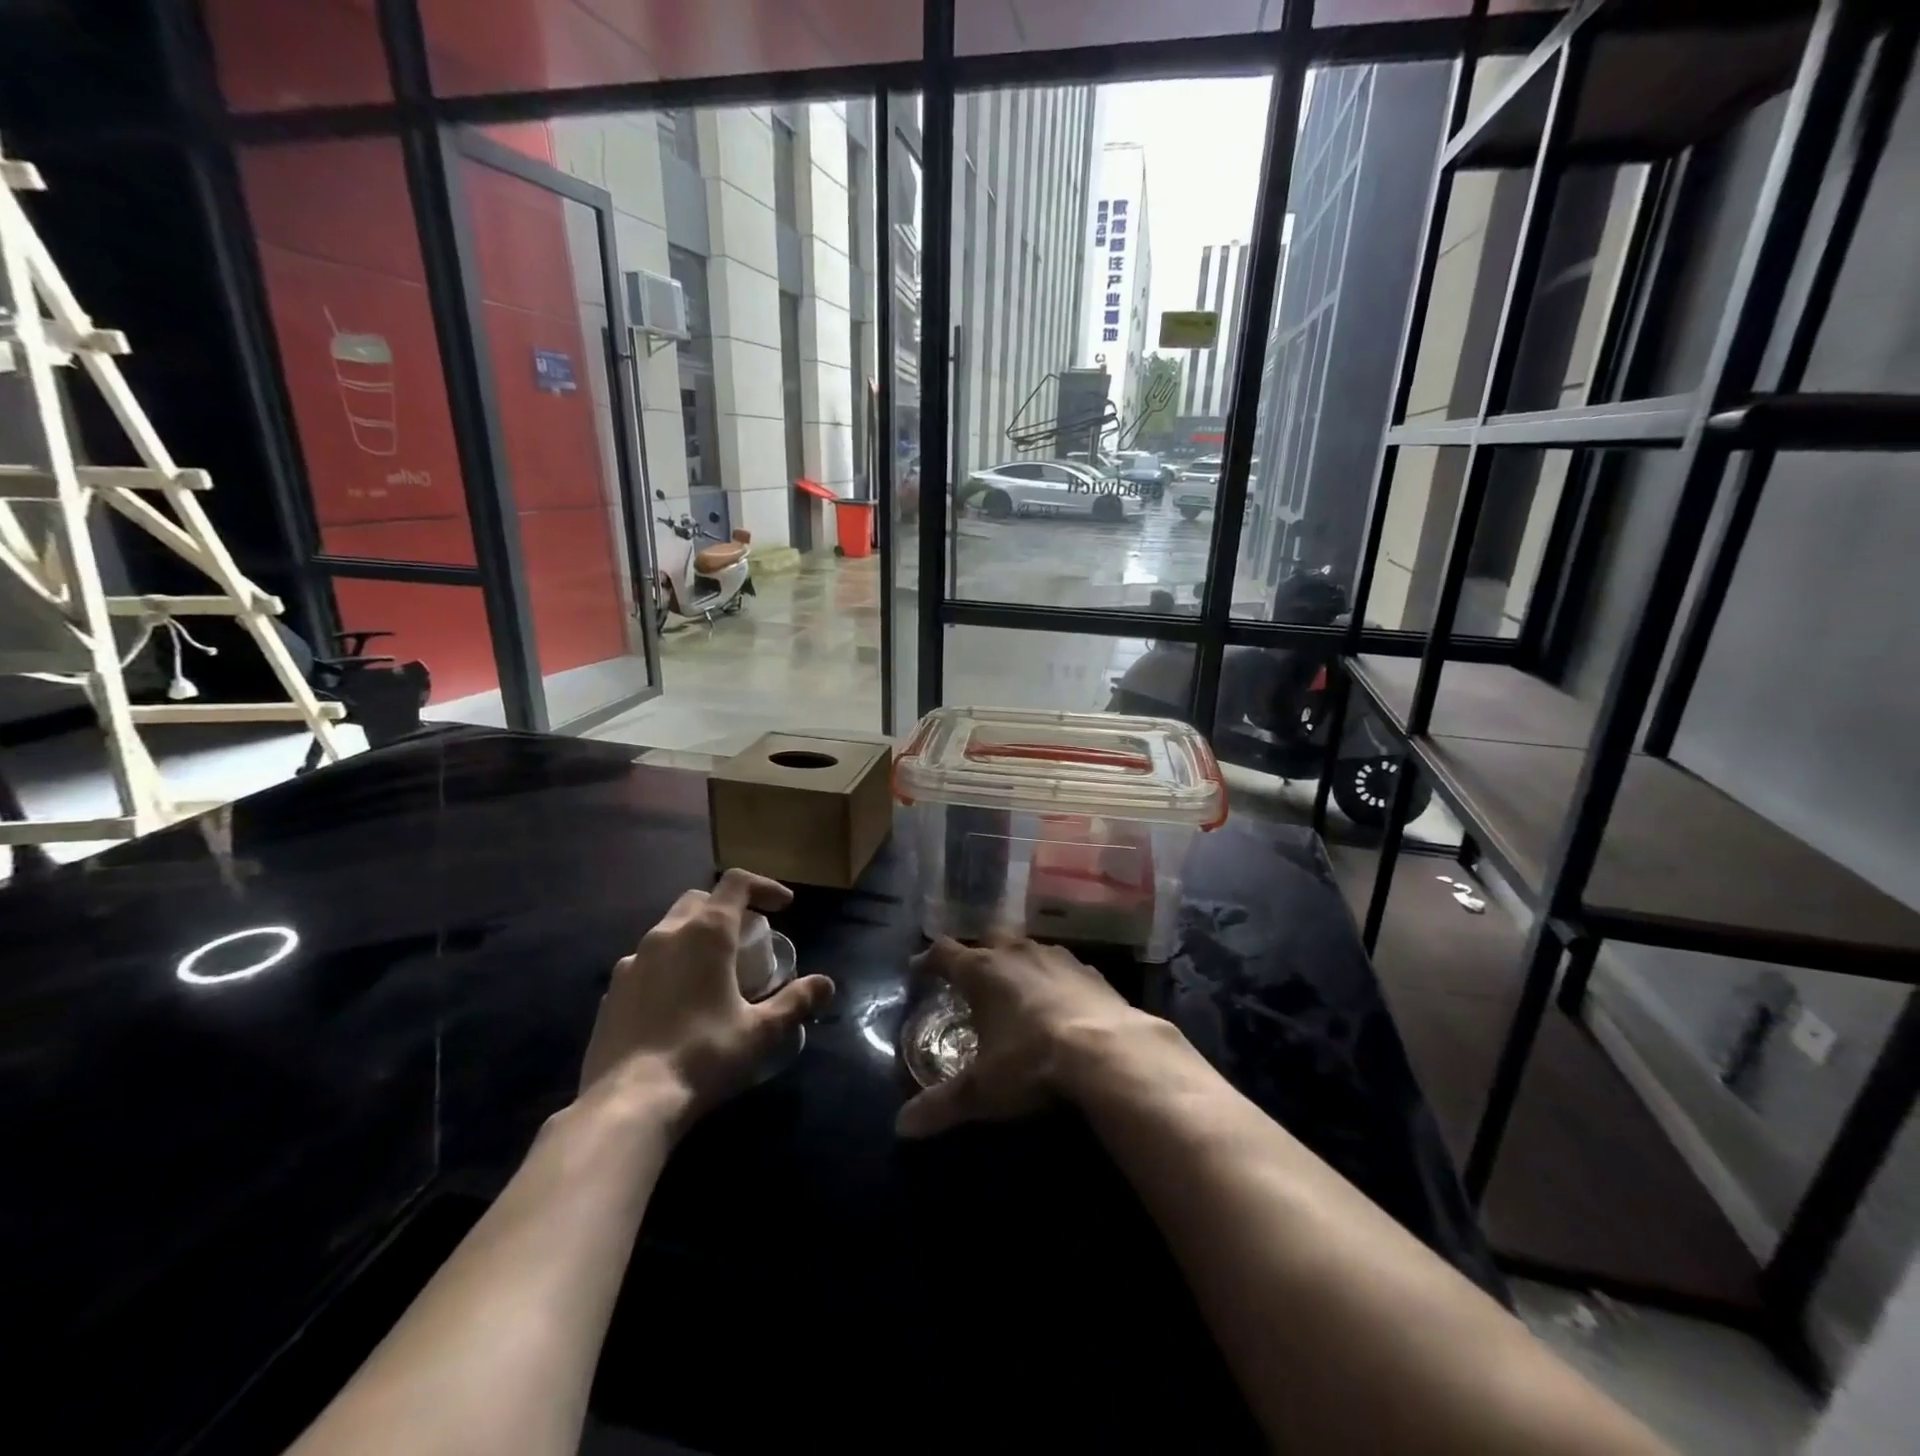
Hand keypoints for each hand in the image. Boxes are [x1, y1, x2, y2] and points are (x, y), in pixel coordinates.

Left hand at [580, 869, 834, 1128]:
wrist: (627, 1104)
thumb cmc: (703, 1056)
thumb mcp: (761, 1032)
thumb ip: (795, 1002)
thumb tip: (826, 984)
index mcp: (706, 933)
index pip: (737, 883)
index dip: (765, 886)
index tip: (785, 906)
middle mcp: (666, 935)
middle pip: (701, 900)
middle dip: (729, 909)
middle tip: (749, 938)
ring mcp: (632, 962)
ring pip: (670, 929)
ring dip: (696, 937)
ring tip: (714, 971)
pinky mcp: (612, 991)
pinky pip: (647, 963)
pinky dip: (669, 967)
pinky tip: (678, 1002)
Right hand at [895, 934, 1146, 1138]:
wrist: (1108, 1052)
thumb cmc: (1032, 1062)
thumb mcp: (982, 1091)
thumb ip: (941, 1105)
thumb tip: (902, 1127)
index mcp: (983, 972)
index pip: (944, 953)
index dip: (928, 960)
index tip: (918, 970)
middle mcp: (1017, 953)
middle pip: (989, 939)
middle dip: (978, 954)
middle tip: (972, 978)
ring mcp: (1057, 958)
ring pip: (1028, 948)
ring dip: (1018, 963)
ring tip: (1015, 988)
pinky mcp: (1091, 971)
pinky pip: (1063, 968)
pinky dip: (1054, 980)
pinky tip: (1060, 1003)